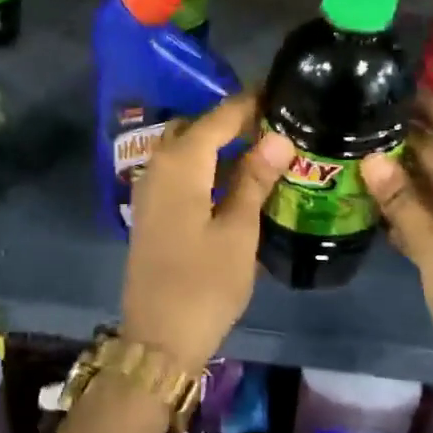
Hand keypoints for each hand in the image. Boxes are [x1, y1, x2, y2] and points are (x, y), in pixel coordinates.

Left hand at [120, 93, 292, 372]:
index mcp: (181, 163)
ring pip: (186, 148)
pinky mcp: (152, 210)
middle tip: (274, 125)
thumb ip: (255, 179)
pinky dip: (205, 165)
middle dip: (232, 121)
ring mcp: (150, 188)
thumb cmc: (204, 283)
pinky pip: (179, 171)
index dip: (250, 104)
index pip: (219, 117)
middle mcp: (159, 166)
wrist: (157, 339)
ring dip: (218, 143)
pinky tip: (234, 179)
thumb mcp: (239, 230)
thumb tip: (278, 137)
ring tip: (261, 148)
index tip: (282, 93)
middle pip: (198, 127)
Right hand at [362, 91, 432, 416]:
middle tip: (350, 116)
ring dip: (396, 171)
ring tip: (347, 148)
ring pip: (430, 183)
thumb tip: (370, 157)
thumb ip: (405, 203)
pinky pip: (427, 214)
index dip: (426, 102)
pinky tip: (363, 197)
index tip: (384, 83)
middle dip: (401, 135)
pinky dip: (401, 206)